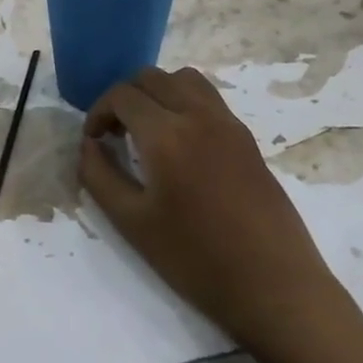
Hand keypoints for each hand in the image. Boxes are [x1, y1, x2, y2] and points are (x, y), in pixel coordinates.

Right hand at [78, 67, 354, 347]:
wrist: (273, 285)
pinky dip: (183, 102)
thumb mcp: (131, 222)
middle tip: (113, 133)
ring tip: (145, 130)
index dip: (98, 112)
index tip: (93, 141)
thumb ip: (99, 176)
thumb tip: (89, 145)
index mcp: (167, 135)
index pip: (122, 96)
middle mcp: (199, 116)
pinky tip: (178, 144)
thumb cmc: (194, 258)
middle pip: (152, 77)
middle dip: (124, 97)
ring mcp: (229, 124)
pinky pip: (208, 99)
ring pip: (185, 79)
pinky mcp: (247, 139)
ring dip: (156, 93)